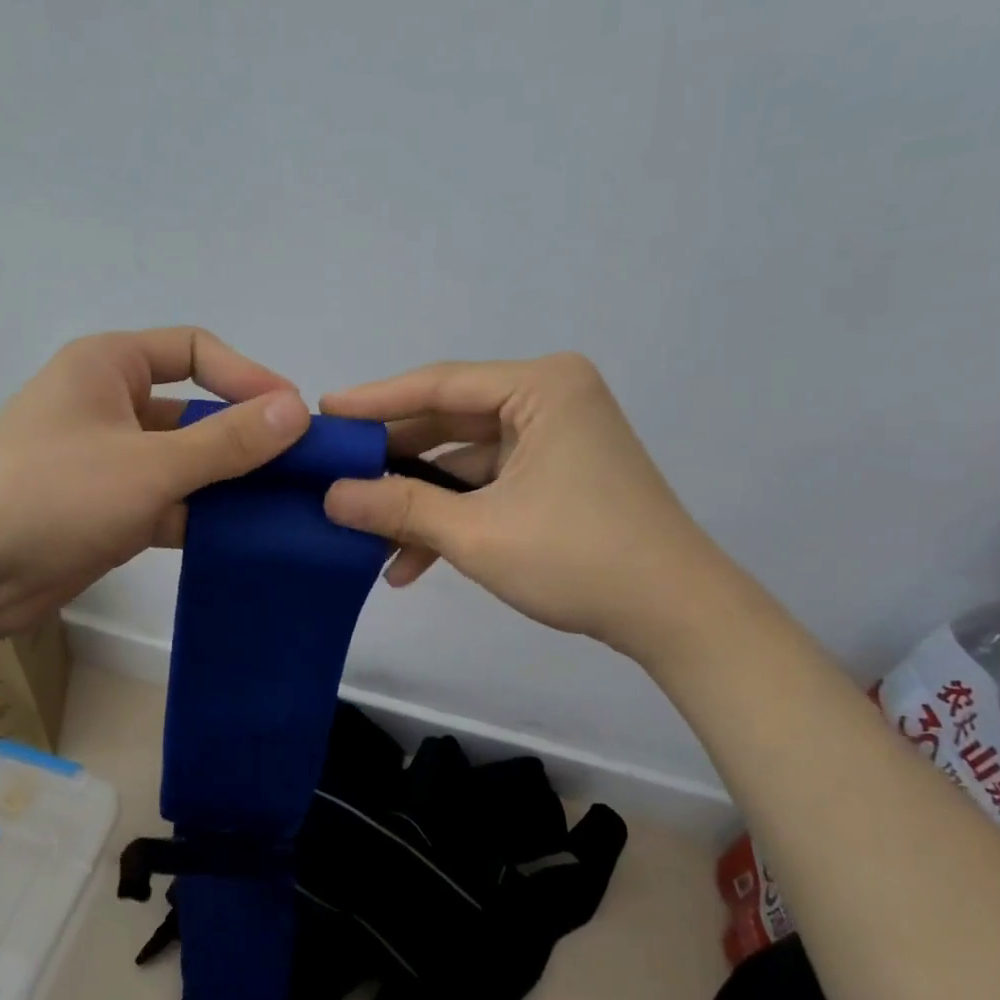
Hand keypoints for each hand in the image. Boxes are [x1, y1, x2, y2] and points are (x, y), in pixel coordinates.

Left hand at [0, 328, 309, 638]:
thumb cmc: (52, 493)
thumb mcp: (150, 464)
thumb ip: (227, 440)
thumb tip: (297, 411)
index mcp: (110, 367)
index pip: (195, 350)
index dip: (247, 377)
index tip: (293, 416)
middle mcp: (109, 404)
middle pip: (194, 410)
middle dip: (244, 437)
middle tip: (298, 469)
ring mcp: (107, 460)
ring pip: (184, 461)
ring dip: (227, 482)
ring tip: (283, 507)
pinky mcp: (106, 509)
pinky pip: (168, 501)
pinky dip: (201, 517)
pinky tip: (243, 538)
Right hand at [321, 354, 737, 669]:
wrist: (676, 615)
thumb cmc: (578, 557)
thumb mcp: (477, 533)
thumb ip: (399, 508)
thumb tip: (329, 496)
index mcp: (542, 387)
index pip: (439, 384)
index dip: (374, 401)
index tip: (323, 412)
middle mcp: (550, 398)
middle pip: (450, 420)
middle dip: (393, 458)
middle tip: (333, 472)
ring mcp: (555, 437)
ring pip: (465, 459)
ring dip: (419, 500)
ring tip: (362, 530)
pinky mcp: (557, 473)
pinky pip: (489, 483)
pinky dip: (453, 515)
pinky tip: (408, 561)